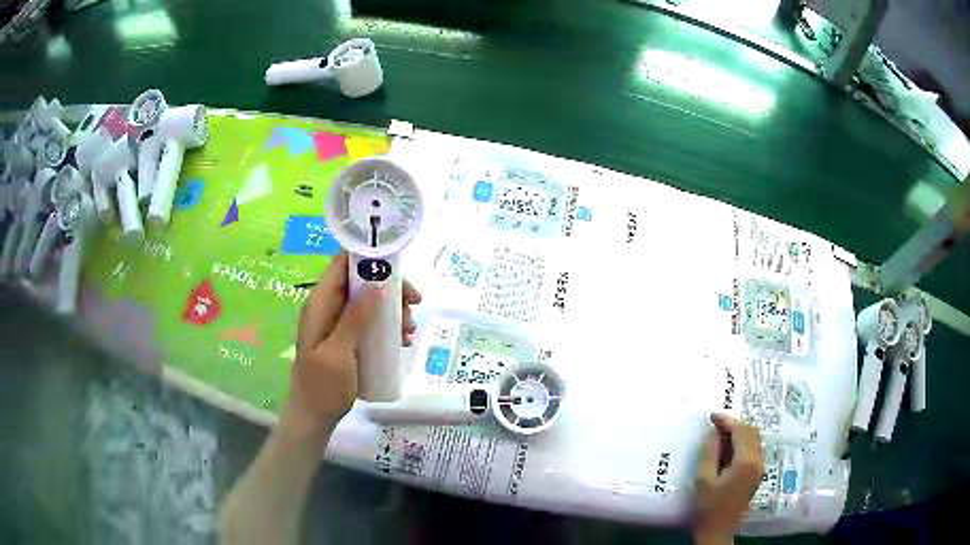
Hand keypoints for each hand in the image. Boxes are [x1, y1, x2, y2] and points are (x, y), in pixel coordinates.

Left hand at [285, 253, 421, 435]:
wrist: (314, 417)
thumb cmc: (322, 387)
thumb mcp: (339, 352)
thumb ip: (355, 318)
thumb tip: (377, 283)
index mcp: (320, 304)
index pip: (341, 264)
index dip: (367, 257)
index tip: (397, 265)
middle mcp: (328, 307)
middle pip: (361, 281)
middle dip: (389, 288)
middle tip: (414, 304)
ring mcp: (337, 324)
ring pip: (368, 302)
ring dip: (392, 310)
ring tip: (410, 330)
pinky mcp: (347, 339)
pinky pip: (369, 322)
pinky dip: (387, 326)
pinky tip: (403, 341)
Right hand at [693, 413, 763, 544]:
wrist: (718, 532)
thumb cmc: (708, 508)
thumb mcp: (704, 480)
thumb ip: (710, 453)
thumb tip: (714, 432)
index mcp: (746, 462)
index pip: (741, 431)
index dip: (726, 421)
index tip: (712, 416)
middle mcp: (758, 461)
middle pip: (751, 432)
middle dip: (735, 424)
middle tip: (715, 424)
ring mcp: (760, 468)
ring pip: (754, 439)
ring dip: (739, 433)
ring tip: (720, 434)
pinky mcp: (757, 474)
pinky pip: (753, 449)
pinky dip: (742, 443)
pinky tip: (728, 449)